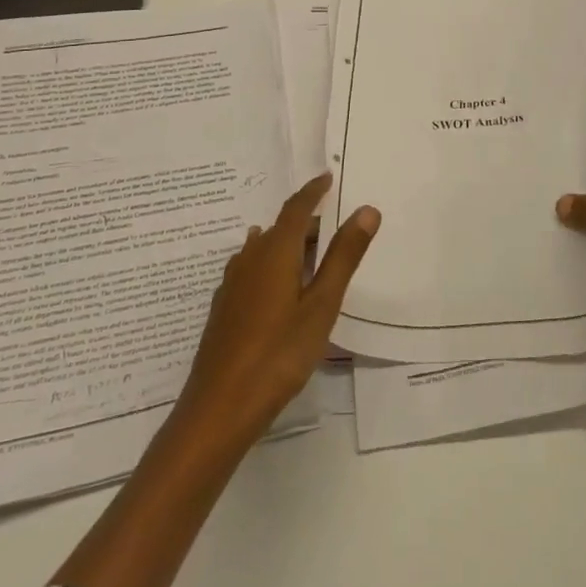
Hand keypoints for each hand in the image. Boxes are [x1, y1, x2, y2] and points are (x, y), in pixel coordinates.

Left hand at [174, 173, 379, 450]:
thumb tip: (366, 209)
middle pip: (281, 228)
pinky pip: (253, 270)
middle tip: (335, 225)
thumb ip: (343, 256)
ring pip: (264, 250)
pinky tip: (278, 284)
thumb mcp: (321, 305)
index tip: (328, 177)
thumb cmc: (278, 354)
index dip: (313, 191)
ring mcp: (232, 285)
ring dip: (289, 244)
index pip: (296, 208)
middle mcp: (249, 259)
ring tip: (311, 252)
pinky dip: (273, 265)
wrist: (219, 409)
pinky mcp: (225, 309)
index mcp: (274, 252)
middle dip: (307, 222)